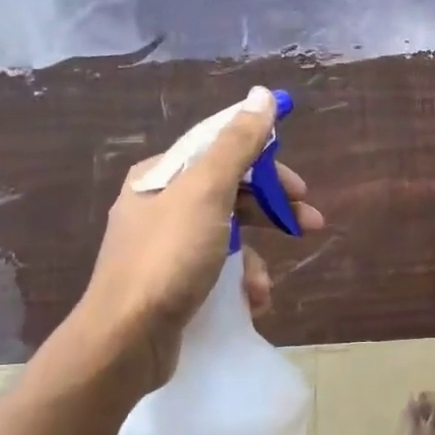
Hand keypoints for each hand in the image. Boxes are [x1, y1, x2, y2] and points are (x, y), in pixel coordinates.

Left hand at [37, 86, 323, 394]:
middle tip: (310, 223)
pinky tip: (250, 301)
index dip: (266, 160)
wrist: (125, 340)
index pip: (221, 149)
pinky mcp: (171, 284)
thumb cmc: (169, 258)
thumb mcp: (207, 192)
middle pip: (229, 193)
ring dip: (255, 257)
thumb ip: (237, 143)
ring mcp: (164, 247)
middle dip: (271, 210)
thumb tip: (262, 94)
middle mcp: (159, 205)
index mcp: (161, 175)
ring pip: (227, 236)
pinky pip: (216, 270)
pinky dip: (238, 282)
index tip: (299, 184)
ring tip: (265, 285)